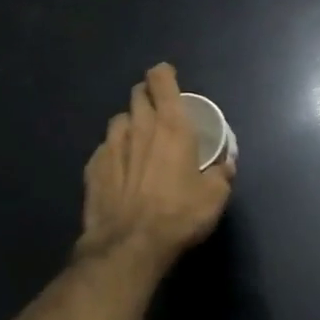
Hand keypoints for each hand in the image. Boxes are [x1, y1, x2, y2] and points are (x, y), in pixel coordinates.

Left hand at [80, 62, 233, 272]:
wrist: (129, 245)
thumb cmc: (179, 215)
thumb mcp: (214, 197)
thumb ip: (221, 175)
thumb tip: (226, 165)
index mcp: (171, 125)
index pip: (161, 81)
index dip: (164, 74)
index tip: (168, 79)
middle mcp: (139, 126)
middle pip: (138, 94)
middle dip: (147, 95)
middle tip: (158, 112)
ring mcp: (111, 145)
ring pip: (119, 119)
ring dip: (130, 124)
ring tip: (138, 141)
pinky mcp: (93, 166)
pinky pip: (104, 148)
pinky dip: (114, 152)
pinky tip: (120, 170)